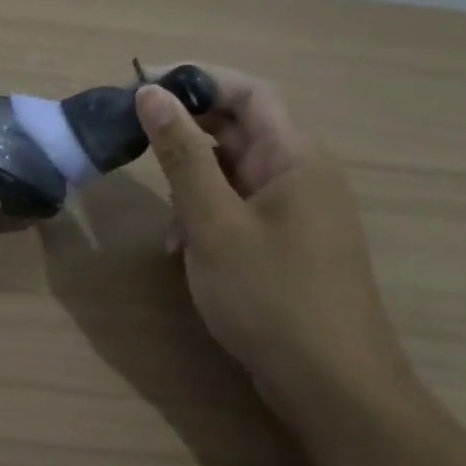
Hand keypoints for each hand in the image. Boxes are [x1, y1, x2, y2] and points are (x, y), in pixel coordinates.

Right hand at [136, 66, 415, 436]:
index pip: (247, 91)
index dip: (195, 78)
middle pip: (239, 127)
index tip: (140, 84)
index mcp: (296, 157)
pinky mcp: (286, 242)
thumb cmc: (272, 297)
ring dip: (191, 178)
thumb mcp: (214, 222)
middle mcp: (301, 174)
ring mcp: (296, 211)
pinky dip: (205, 212)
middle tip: (132, 139)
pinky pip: (239, 205)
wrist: (333, 388)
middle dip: (185, 130)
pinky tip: (181, 246)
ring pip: (234, 169)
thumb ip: (182, 155)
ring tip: (160, 210)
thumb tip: (151, 94)